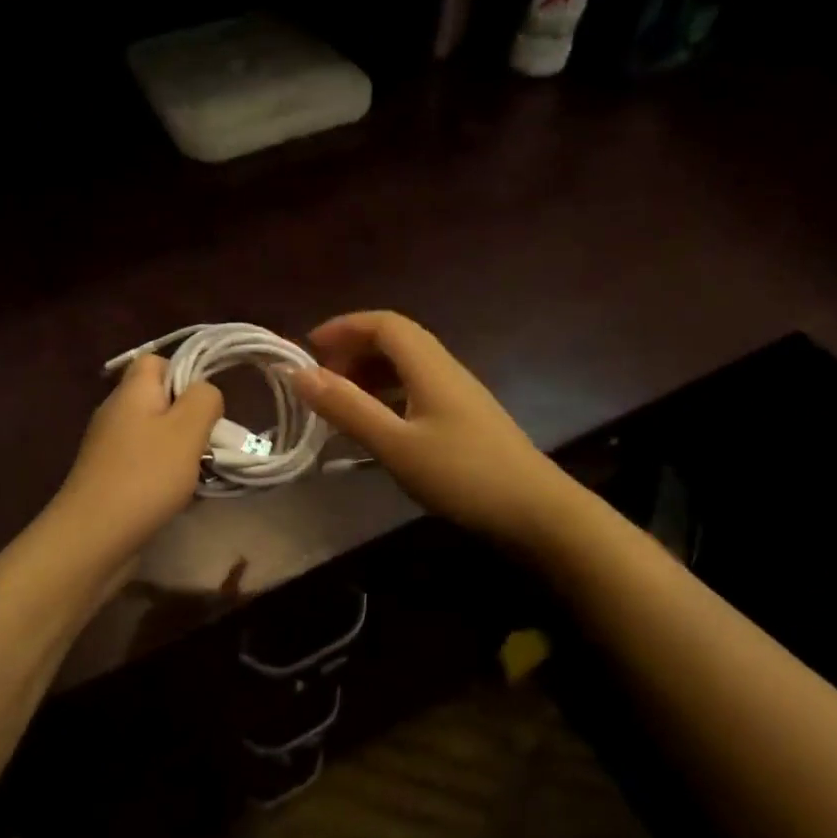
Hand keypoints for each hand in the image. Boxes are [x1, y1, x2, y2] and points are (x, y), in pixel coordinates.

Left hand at [54, 354, 223, 557]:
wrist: (93, 537)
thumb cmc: (145, 476)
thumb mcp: (187, 429)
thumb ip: (204, 400)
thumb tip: (206, 393)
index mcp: (132, 391)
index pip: (156, 360)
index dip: (184, 372)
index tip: (205, 403)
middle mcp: (116, 412)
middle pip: (159, 399)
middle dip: (189, 418)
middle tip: (209, 441)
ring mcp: (109, 447)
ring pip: (155, 434)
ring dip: (181, 451)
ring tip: (200, 472)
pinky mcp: (109, 478)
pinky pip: (145, 463)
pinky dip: (165, 475)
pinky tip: (179, 496)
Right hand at [290, 311, 570, 547]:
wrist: (538, 513)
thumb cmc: (463, 476)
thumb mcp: (395, 445)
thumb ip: (347, 408)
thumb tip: (298, 373)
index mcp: (429, 367)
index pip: (384, 324)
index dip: (344, 327)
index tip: (308, 348)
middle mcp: (445, 371)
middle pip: (395, 342)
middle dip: (353, 351)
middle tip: (321, 382)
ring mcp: (459, 396)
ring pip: (406, 368)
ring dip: (369, 375)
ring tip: (340, 404)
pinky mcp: (465, 420)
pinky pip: (416, 392)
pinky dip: (387, 397)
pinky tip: (375, 427)